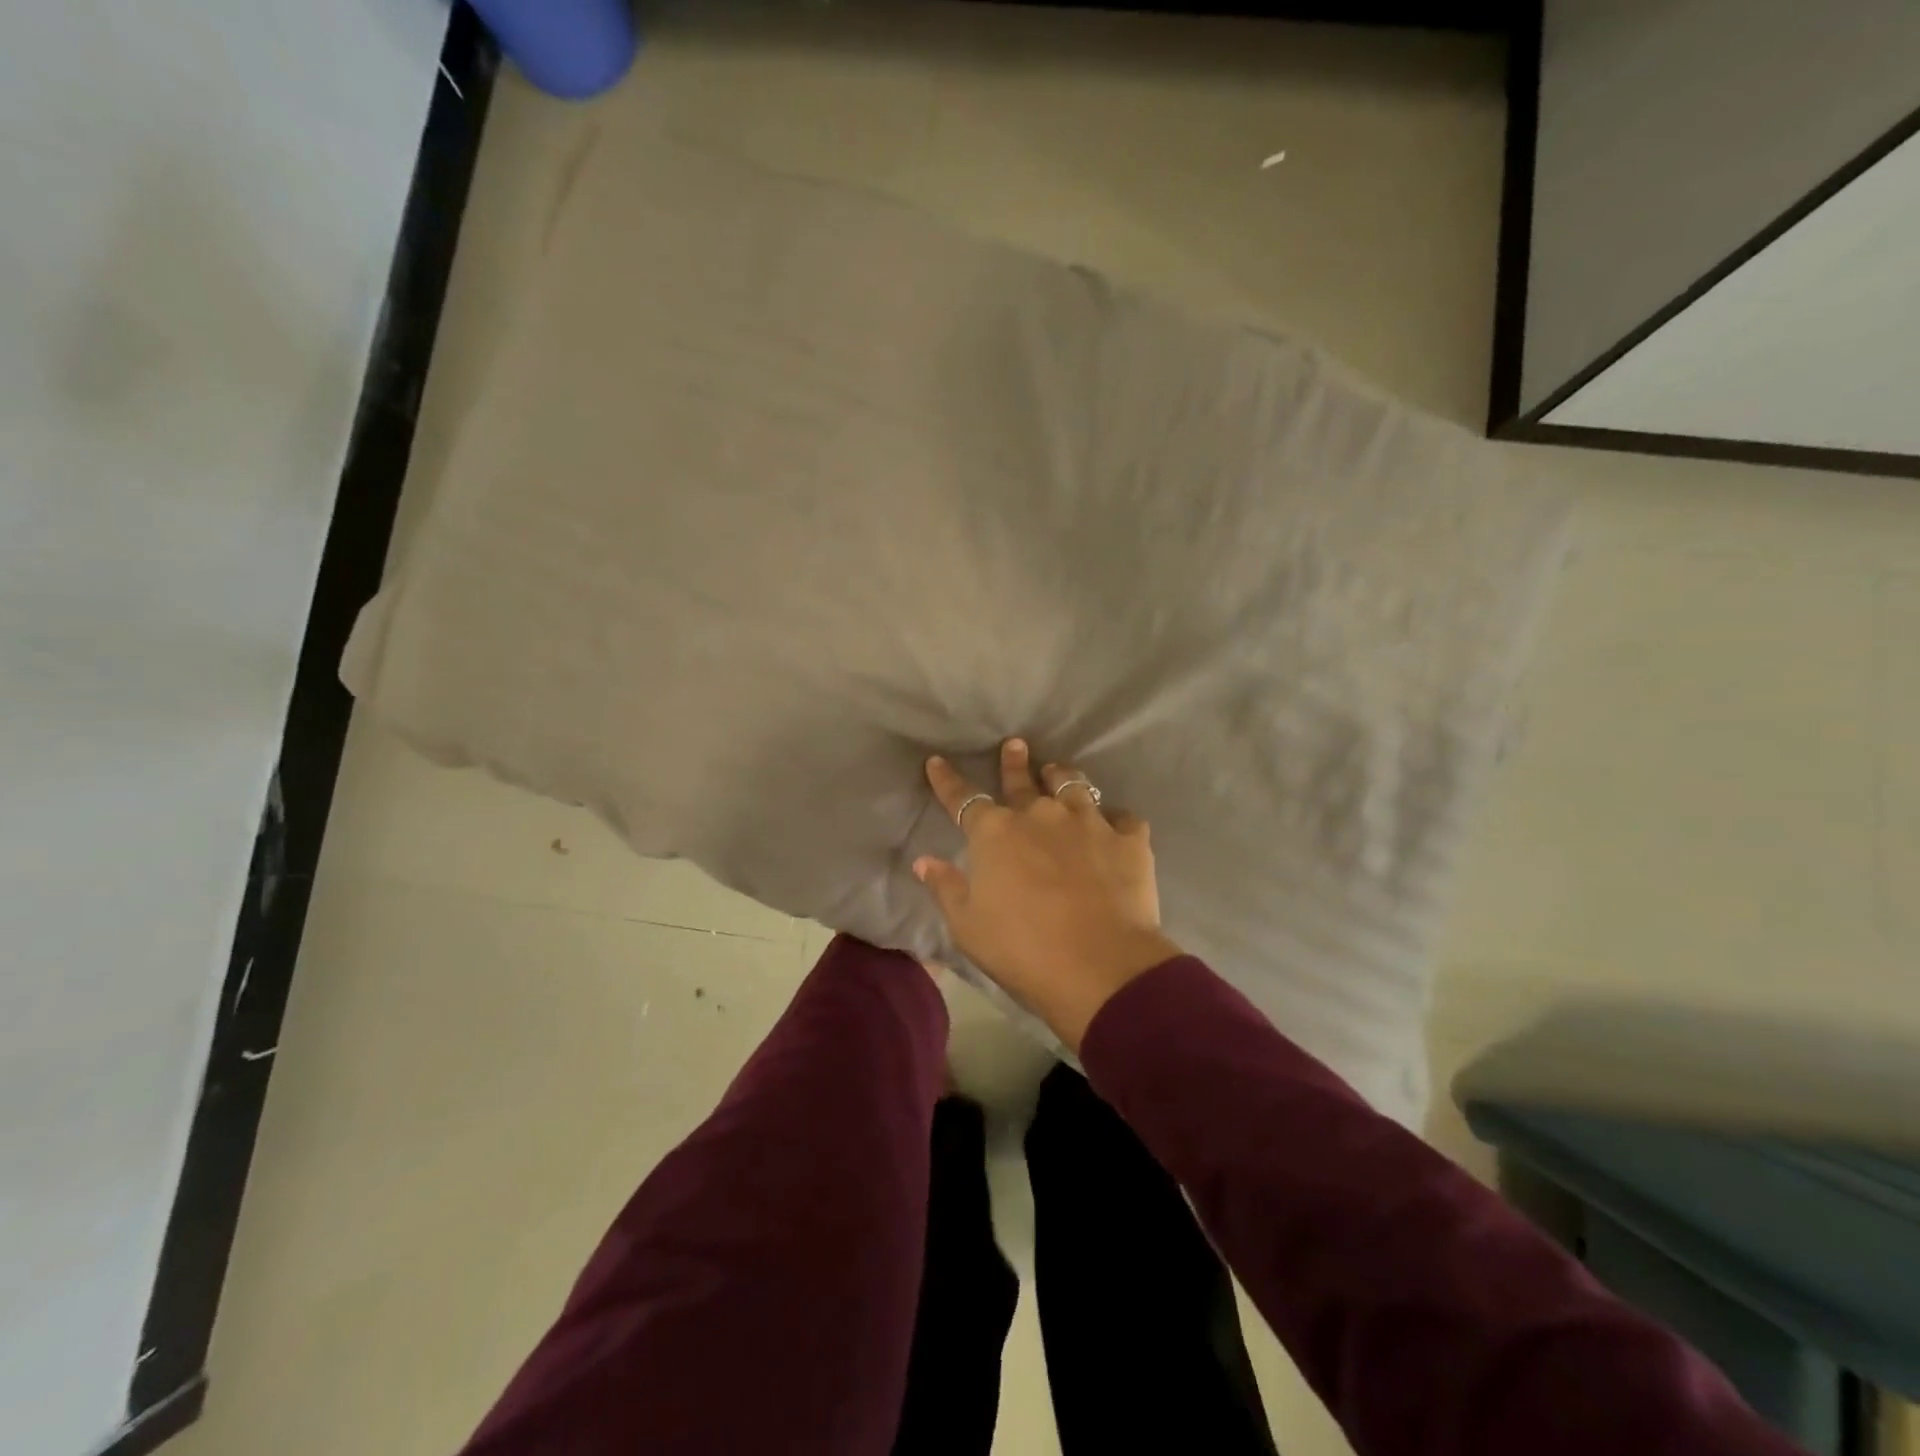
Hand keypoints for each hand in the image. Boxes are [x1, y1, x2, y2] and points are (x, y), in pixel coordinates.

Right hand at [915, 739, 1182, 1050]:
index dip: (947, 780)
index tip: (936, 761)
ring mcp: (1088, 822)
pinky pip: (1123, 818)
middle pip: (1022, 781)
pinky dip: (1116, 820)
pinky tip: (1116, 825)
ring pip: (1073, 785)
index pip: (963, 799)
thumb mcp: (968, 926)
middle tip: (1016, 744)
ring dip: (1062, 777)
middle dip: (1014, 762)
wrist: (1099, 966)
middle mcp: (1040, 815)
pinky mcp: (1128, 840)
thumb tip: (924, 862)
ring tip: (1059, 771)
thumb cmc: (1022, 949)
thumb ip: (946, 888)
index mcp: (996, 834)